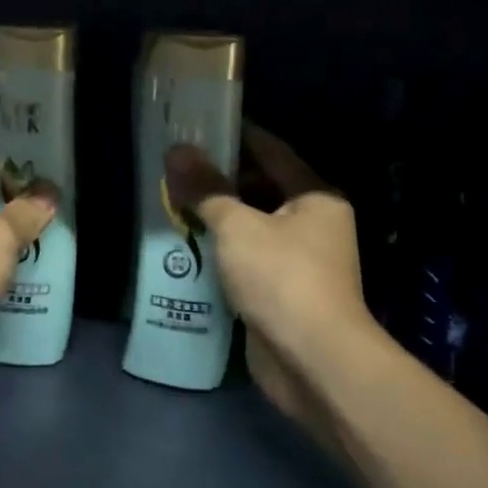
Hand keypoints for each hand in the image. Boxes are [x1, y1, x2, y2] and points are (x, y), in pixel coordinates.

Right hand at [166, 126, 386, 448]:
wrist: (314, 362)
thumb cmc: (282, 278)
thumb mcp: (238, 226)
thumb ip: (207, 188)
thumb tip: (176, 150)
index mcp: (314, 196)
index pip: (272, 150)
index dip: (236, 135)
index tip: (199, 125)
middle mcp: (313, 222)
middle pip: (261, 187)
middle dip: (219, 179)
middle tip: (176, 167)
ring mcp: (299, 260)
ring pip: (252, 225)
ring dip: (217, 217)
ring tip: (173, 200)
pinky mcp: (282, 291)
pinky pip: (247, 258)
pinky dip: (222, 250)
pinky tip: (188, 243)